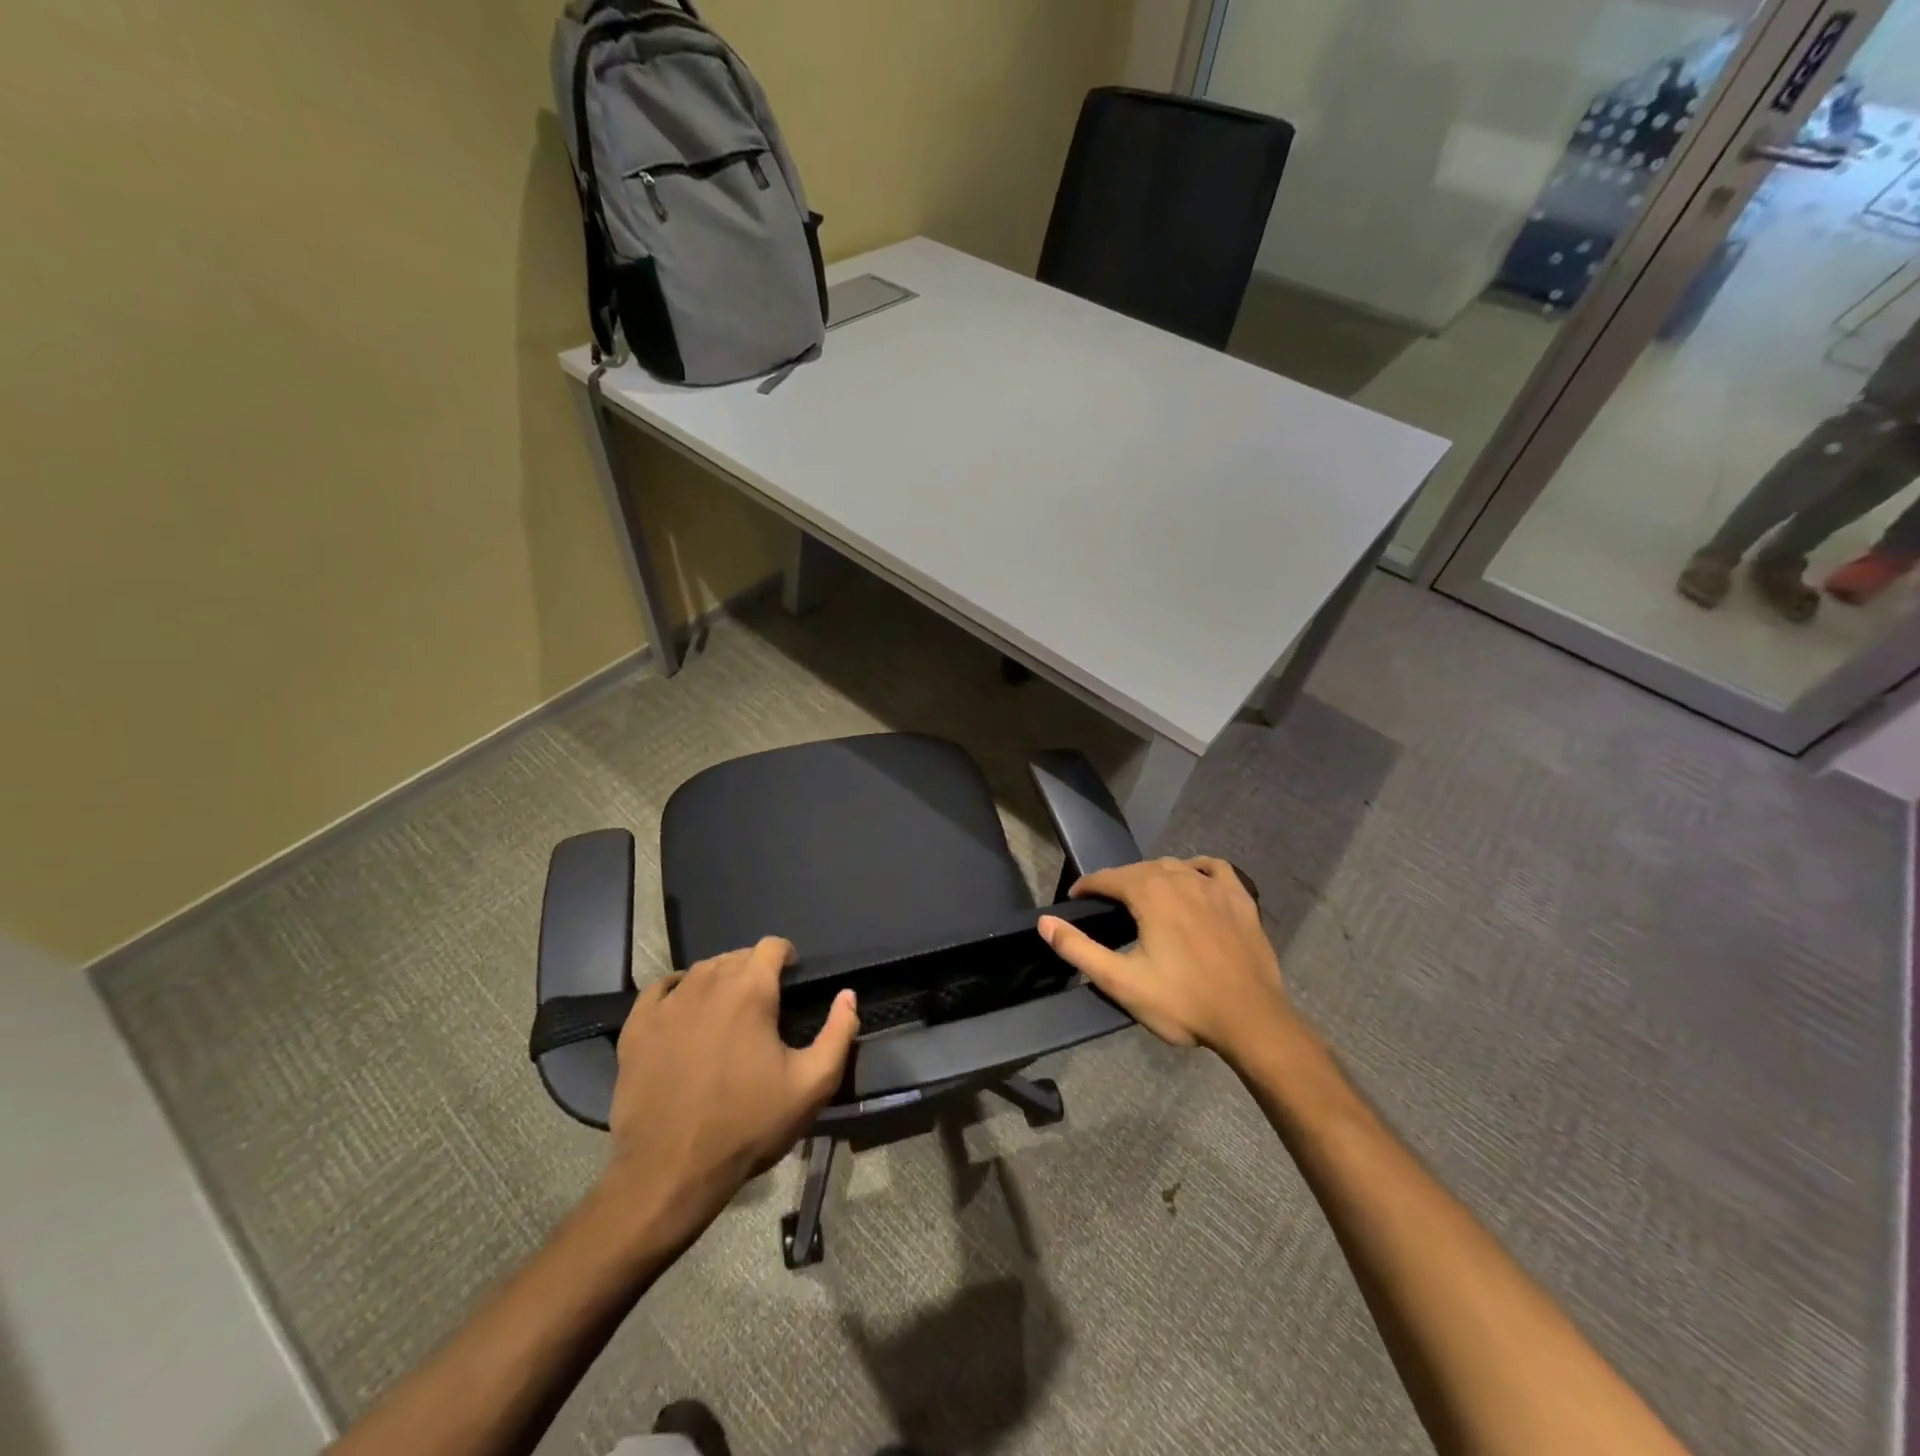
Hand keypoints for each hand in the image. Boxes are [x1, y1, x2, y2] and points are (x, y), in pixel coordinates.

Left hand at [602, 937, 858, 1241]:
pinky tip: (683, 1008)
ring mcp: (667, 1005)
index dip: (786, 955)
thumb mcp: (812, 1084)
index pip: (771, 947)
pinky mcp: (637, 1028)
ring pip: (700, 970)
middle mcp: (707, 984)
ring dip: (719, 977)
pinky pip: (659, 990)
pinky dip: (676, 990)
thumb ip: (839, 1033)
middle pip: (735, 956)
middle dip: (753, 967)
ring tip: (727, 1005)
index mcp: (750, 991)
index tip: (792, 975)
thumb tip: (848, 995)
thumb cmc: (747, 1125)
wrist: (670, 1171)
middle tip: (764, 999)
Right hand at [1038, 856, 1297, 1067]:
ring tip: (1144, 899)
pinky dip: (1196, 869)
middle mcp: (1181, 877)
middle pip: (1140, 869)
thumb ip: (1078, 949)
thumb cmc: (1183, 1002)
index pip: (1107, 878)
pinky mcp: (1241, 899)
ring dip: (1153, 877)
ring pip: (1174, 867)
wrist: (1251, 1020)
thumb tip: (1044, 922)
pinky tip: (1193, 881)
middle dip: (1118, 883)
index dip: (1086, 887)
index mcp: (1150, 892)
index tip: (1074, 901)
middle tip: (1107, 908)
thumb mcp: (1121, 981)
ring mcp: (1215, 886)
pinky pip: (1213, 869)